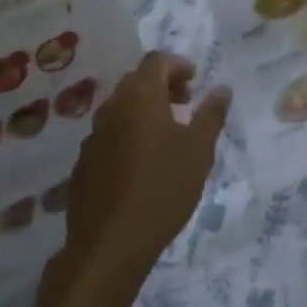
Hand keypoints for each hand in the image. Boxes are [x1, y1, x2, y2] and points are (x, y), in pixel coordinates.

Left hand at [63, 52, 229, 286]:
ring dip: (144, 110)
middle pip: (137, 80)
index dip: (178, 65)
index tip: (195, 83)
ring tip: (166, 135)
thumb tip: (222, 89)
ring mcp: (93, 136)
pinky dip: (128, 134)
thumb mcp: (199, 150)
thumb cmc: (162, 188)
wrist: (110, 245)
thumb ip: (212, 114)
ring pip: (121, 108)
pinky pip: (109, 135)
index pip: (156, 60)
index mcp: (139, 96)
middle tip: (185, 105)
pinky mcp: (84, 163)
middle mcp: (112, 107)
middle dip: (162, 86)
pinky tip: (141, 164)